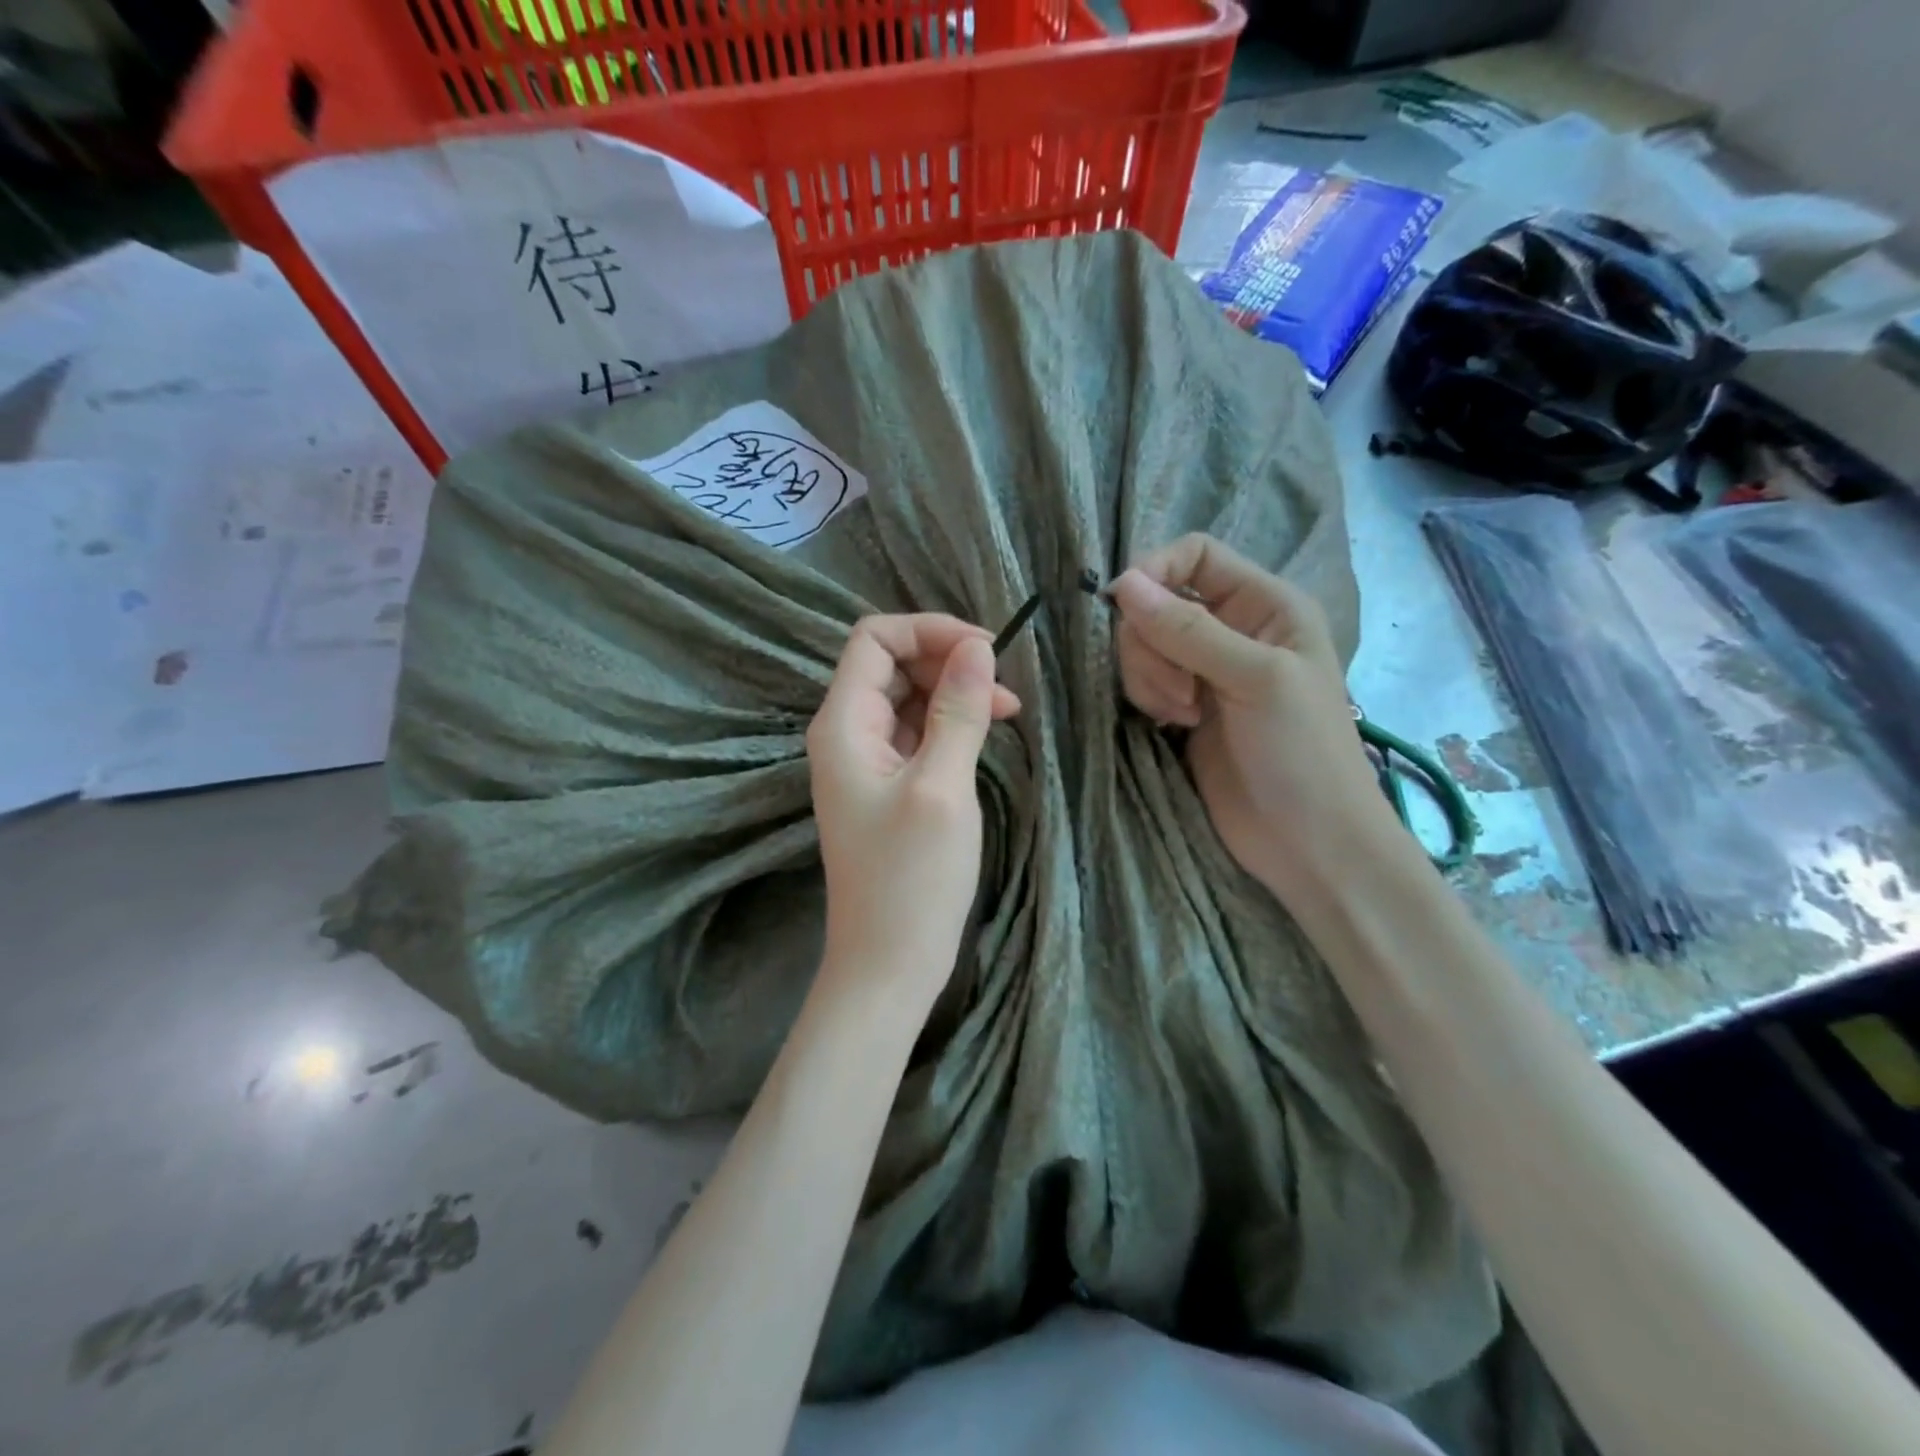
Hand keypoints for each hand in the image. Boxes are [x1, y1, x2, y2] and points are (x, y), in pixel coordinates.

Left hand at [806, 615, 1021, 1018]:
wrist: (888, 964)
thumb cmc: (911, 879)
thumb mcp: (941, 786)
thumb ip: (957, 711)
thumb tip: (977, 646)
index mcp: (844, 724)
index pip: (874, 639)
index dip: (928, 631)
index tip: (985, 650)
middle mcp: (848, 733)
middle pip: (893, 664)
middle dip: (947, 661)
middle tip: (1003, 688)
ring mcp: (867, 761)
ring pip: (910, 697)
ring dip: (955, 692)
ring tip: (1007, 711)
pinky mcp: (888, 785)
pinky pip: (918, 732)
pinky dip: (951, 723)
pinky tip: (986, 733)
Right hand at [1110, 535, 1399, 898]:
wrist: (1307, 842)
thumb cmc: (1302, 752)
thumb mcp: (1255, 679)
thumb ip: (1188, 631)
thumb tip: (1123, 583)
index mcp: (1265, 605)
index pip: (1195, 556)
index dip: (1155, 571)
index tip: (1125, 607)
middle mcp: (1232, 629)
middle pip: (1158, 603)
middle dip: (1152, 644)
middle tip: (1181, 693)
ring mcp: (1205, 671)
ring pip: (1143, 644)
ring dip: (1149, 676)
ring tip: (1181, 716)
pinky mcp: (1183, 707)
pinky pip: (1142, 681)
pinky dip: (1147, 698)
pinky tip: (1172, 726)